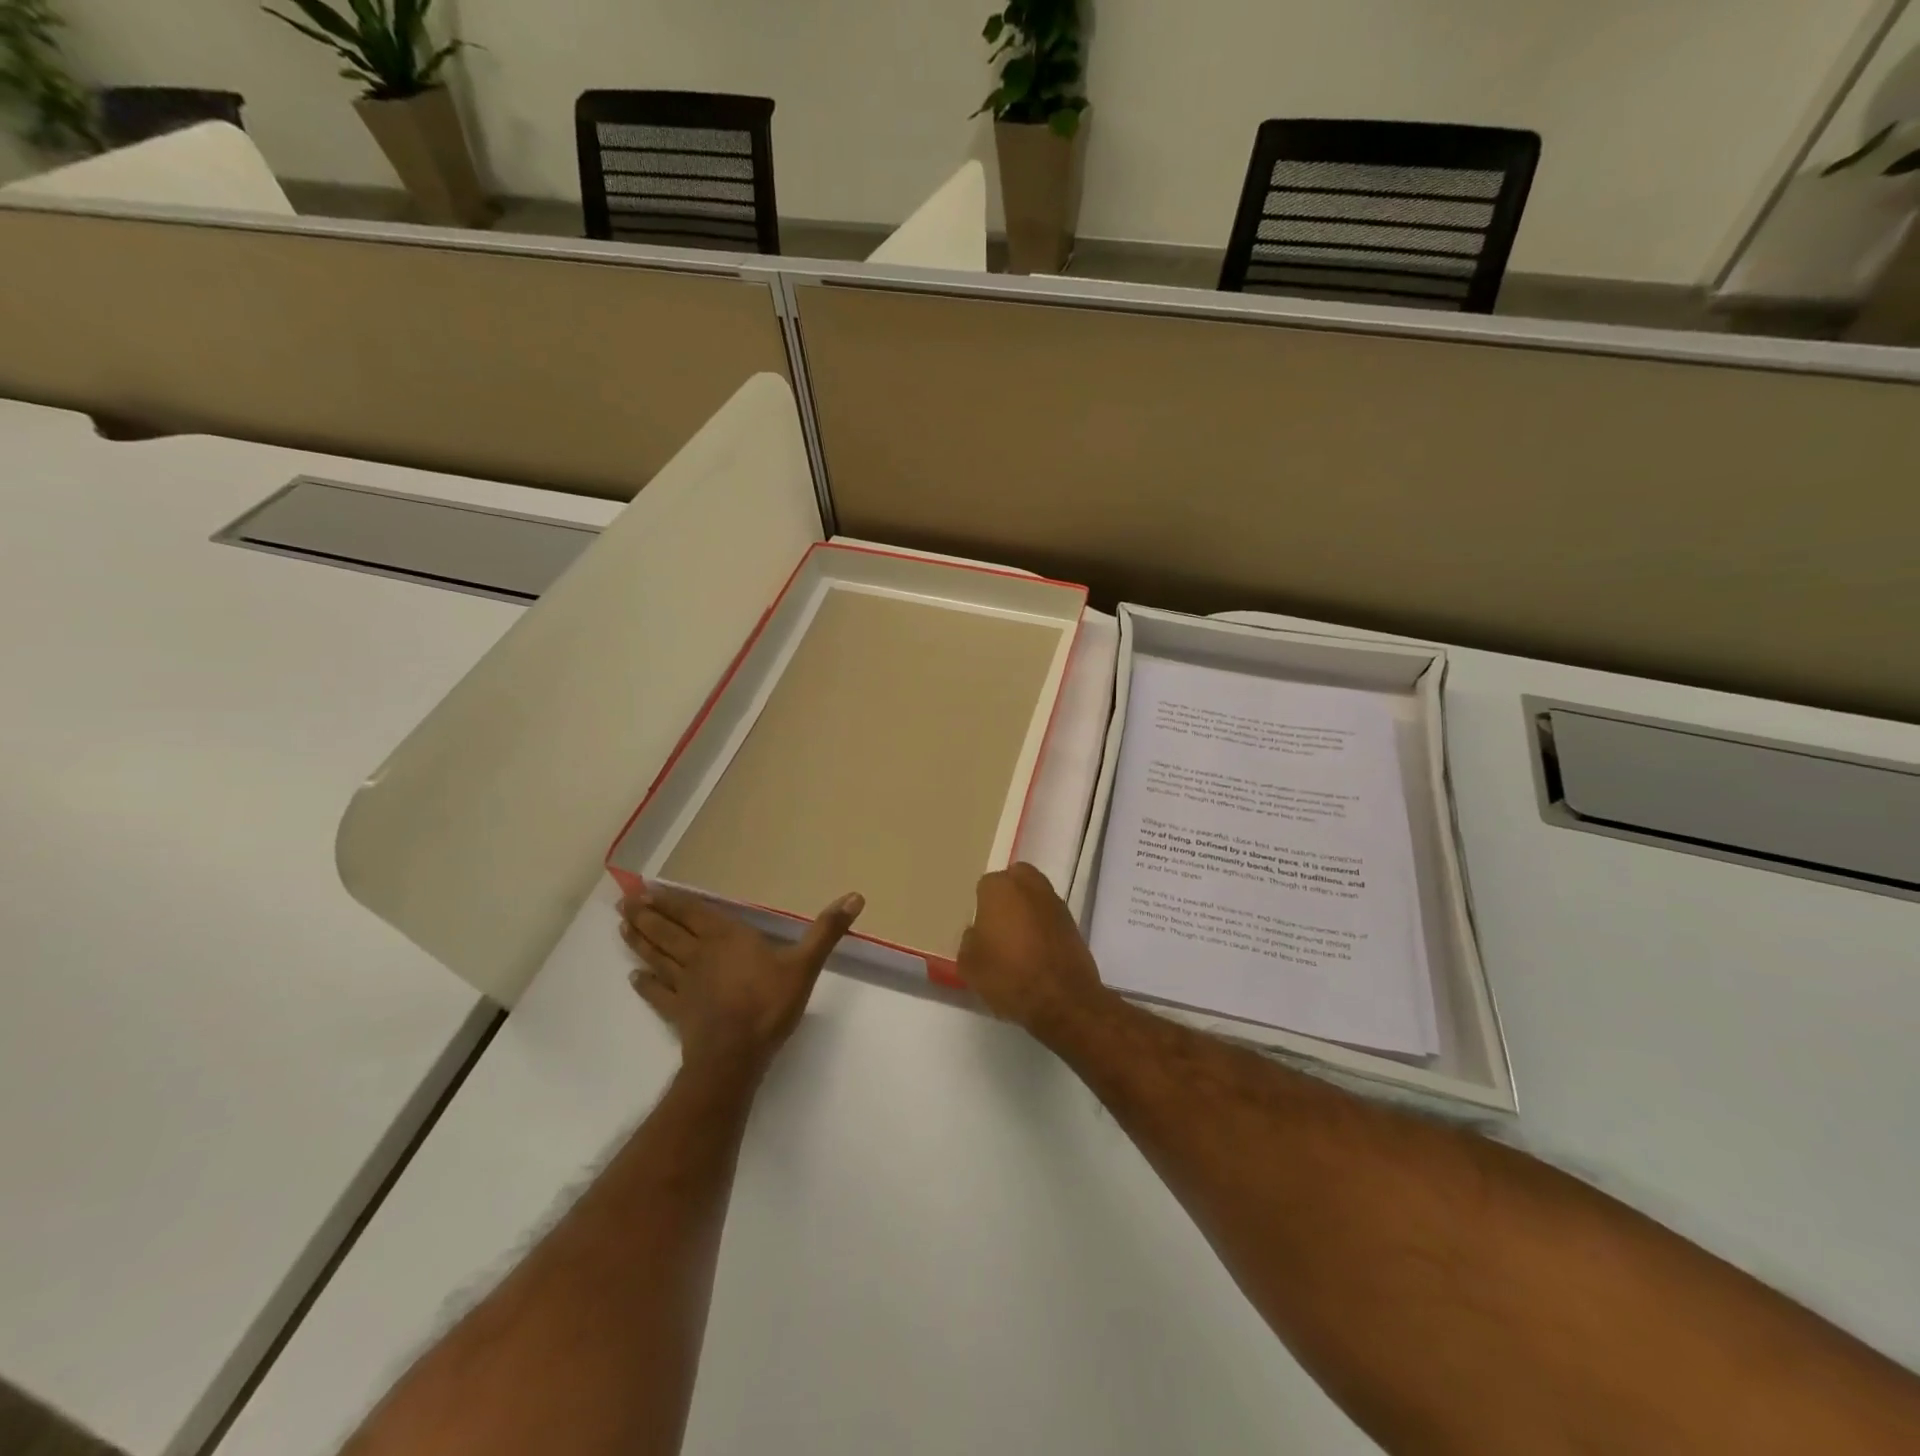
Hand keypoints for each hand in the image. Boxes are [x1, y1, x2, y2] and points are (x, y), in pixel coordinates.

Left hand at [620, 885, 863, 1075]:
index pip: (694, 914)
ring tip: (621, 927)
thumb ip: (826, 931)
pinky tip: (634, 979)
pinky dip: (645, 985)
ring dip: (639, 942)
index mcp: (727, 938)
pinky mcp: (677, 1012)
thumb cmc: (769, 1003)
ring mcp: (685, 985)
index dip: (672, 902)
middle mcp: (700, 955)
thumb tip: (856, 896)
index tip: (649, 889)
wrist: (735, 1056)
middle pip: (669, 932)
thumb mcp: (804, 964)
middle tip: (625, 902)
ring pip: (657, 957)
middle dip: (647, 916)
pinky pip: (657, 994)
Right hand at [957, 863, 1111, 1043]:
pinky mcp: (1073, 922)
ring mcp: (1055, 903)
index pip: (985, 885)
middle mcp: (1030, 886)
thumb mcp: (969, 964)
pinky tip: (1037, 951)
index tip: (980, 928)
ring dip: (1028, 909)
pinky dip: (1043, 926)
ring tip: (1019, 940)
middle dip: (1008, 894)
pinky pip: (1050, 916)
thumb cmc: (1009, 976)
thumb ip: (969, 940)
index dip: (981, 906)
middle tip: (999, 923)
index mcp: (1000, 888)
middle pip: (1016, 879)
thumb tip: (978, 933)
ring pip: (1035, 895)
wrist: (1062, 1000)